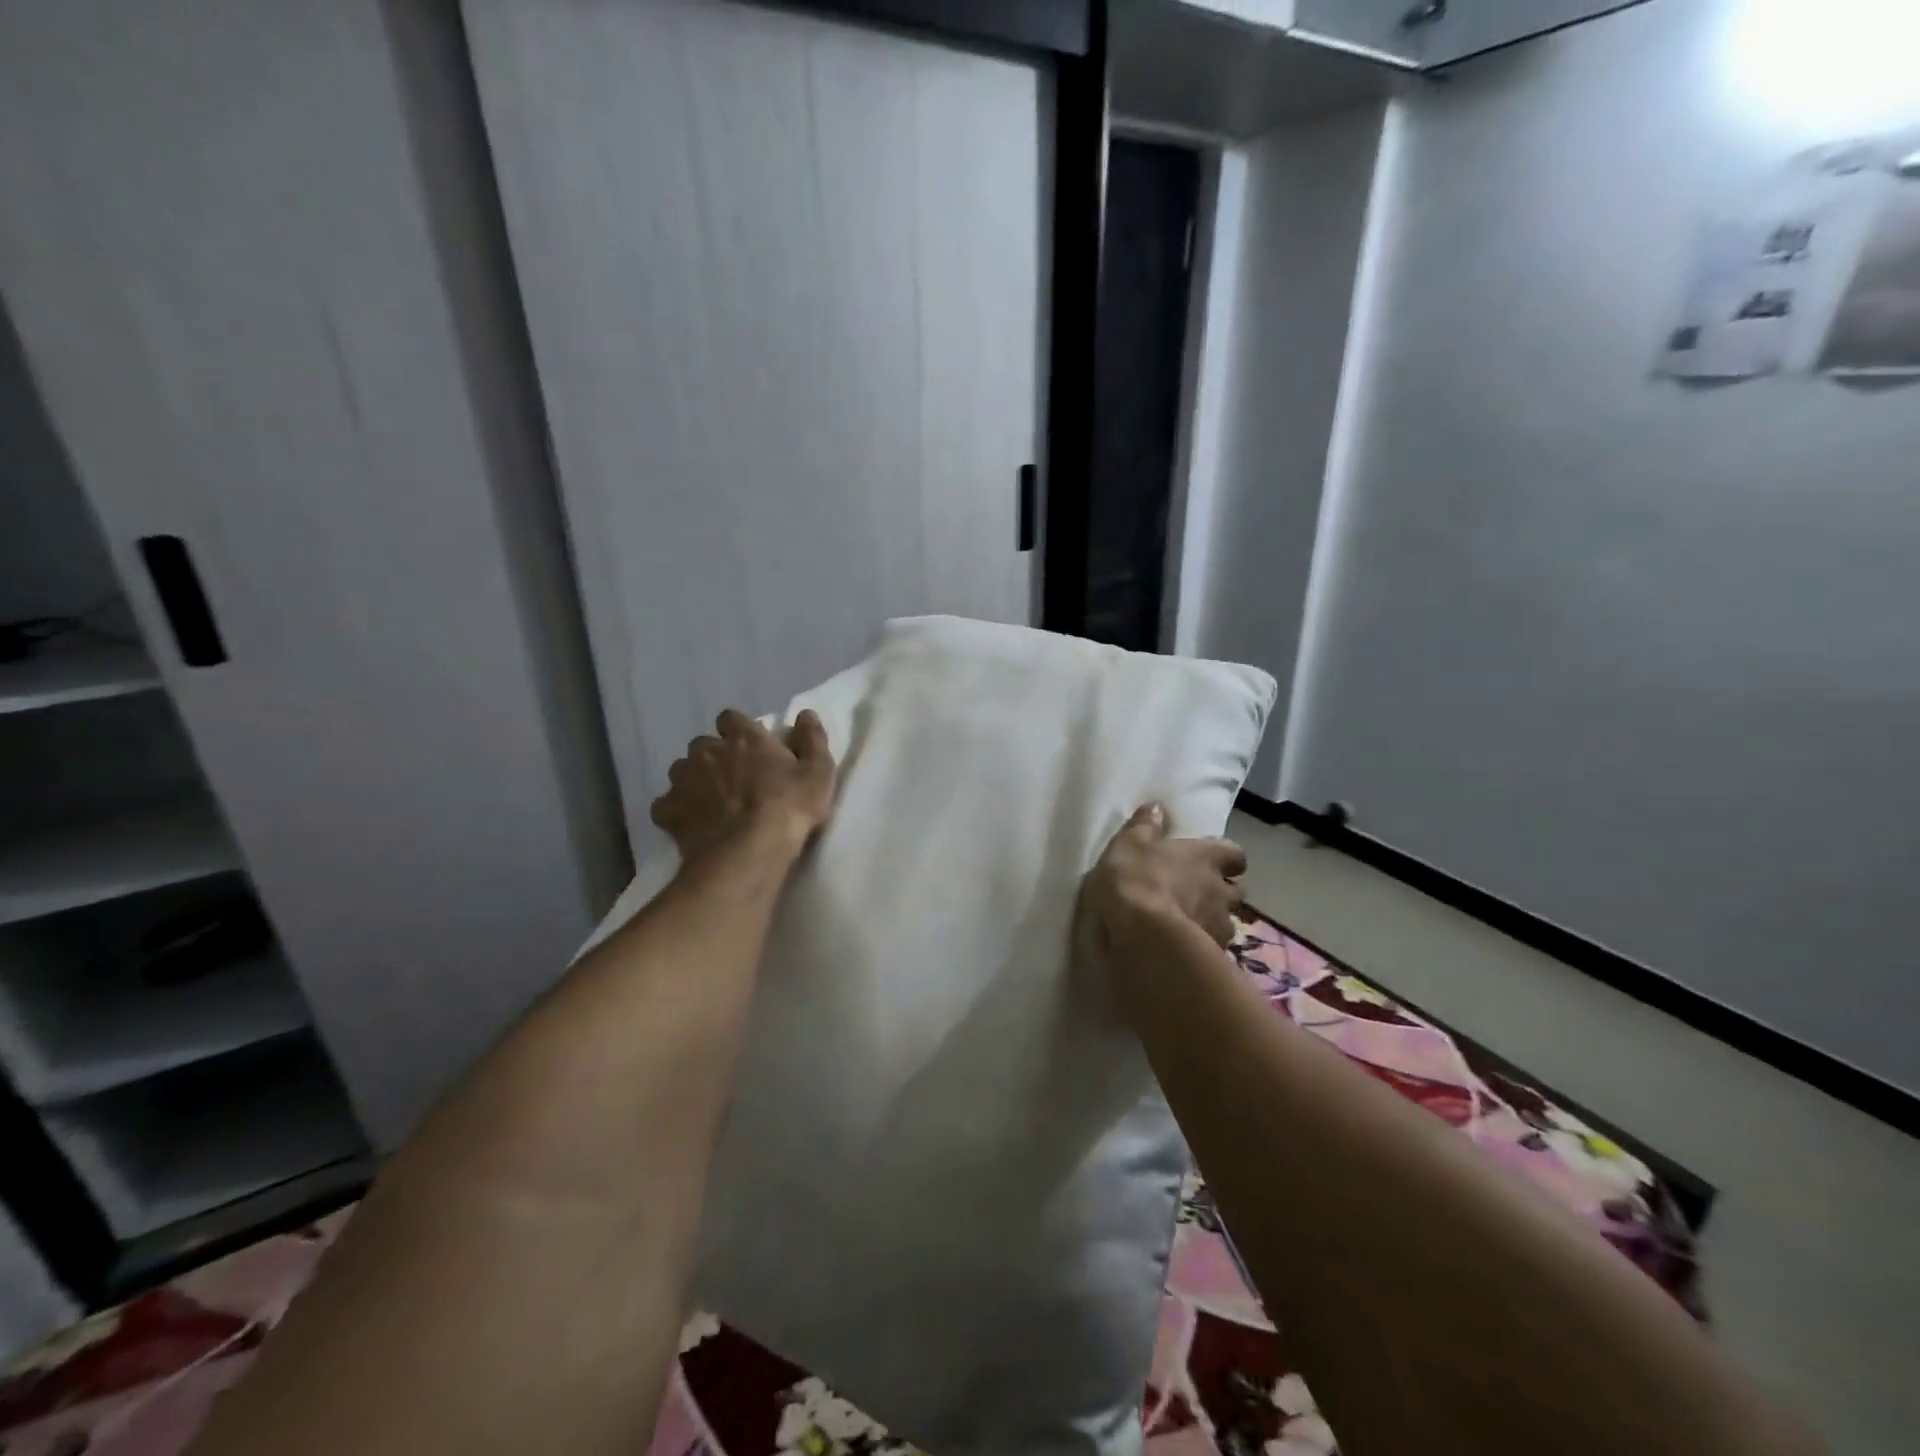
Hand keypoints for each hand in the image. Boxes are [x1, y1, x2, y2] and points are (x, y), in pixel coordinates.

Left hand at [651, 709, 836, 865]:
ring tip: (712, 804)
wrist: (748, 852)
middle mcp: (707, 750)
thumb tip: (806, 715)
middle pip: (704, 745)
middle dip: (715, 757)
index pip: (731, 718)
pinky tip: (692, 825)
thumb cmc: (789, 808)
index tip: (751, 747)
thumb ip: (812, 739)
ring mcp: (683, 780)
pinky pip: (666, 805)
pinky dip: (676, 811)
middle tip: (735, 780)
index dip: (738, 731)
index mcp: (743, 737)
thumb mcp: (818, 773)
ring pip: (682, 771)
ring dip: (694, 781)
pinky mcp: (668, 811)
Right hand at [1077, 803, 1246, 967]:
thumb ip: (1145, 826)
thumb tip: (1156, 807)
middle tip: (1199, 895)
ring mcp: (1220, 925)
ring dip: (1213, 921)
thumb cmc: (1136, 878)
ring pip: (1227, 922)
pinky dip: (1203, 946)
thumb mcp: (1129, 844)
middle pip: (1236, 890)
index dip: (1225, 858)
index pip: (1234, 854)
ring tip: (1190, 926)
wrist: (1143, 933)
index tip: (1211, 862)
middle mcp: (1221, 889)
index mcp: (1206, 857)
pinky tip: (1182, 948)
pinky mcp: (1212, 954)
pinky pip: (1214, 948)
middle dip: (1223, 892)